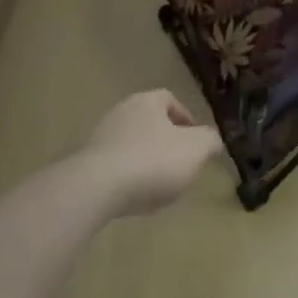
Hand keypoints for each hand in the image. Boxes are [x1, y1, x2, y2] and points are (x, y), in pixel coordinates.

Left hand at [77, 90, 223, 217]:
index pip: (170, 100)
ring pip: (131, 144)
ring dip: (144, 160)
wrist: (95, 189)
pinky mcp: (84, 165)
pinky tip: (132, 196)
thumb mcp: (195, 150)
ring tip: (156, 185)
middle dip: (165, 141)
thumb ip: (210, 142)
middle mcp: (122, 111)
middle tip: (178, 164)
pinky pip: (113, 166)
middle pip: (150, 122)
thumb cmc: (152, 161)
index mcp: (148, 100)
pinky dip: (126, 177)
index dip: (185, 119)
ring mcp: (100, 137)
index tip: (194, 142)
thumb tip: (214, 141)